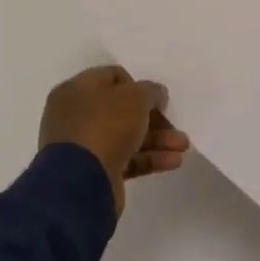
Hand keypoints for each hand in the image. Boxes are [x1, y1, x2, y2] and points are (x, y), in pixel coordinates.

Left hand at [39, 65, 189, 212]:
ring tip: (183, 146)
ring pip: (127, 136)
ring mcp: (84, 146)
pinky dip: (150, 158)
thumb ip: (151, 90)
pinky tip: (174, 161)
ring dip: (158, 139)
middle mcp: (76, 115)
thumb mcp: (136, 96)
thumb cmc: (106, 125)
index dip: (137, 85)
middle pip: (122, 110)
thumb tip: (155, 95)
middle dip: (154, 118)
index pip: (112, 77)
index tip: (156, 97)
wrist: (81, 183)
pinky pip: (126, 159)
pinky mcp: (95, 172)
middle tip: (175, 124)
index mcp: (77, 90)